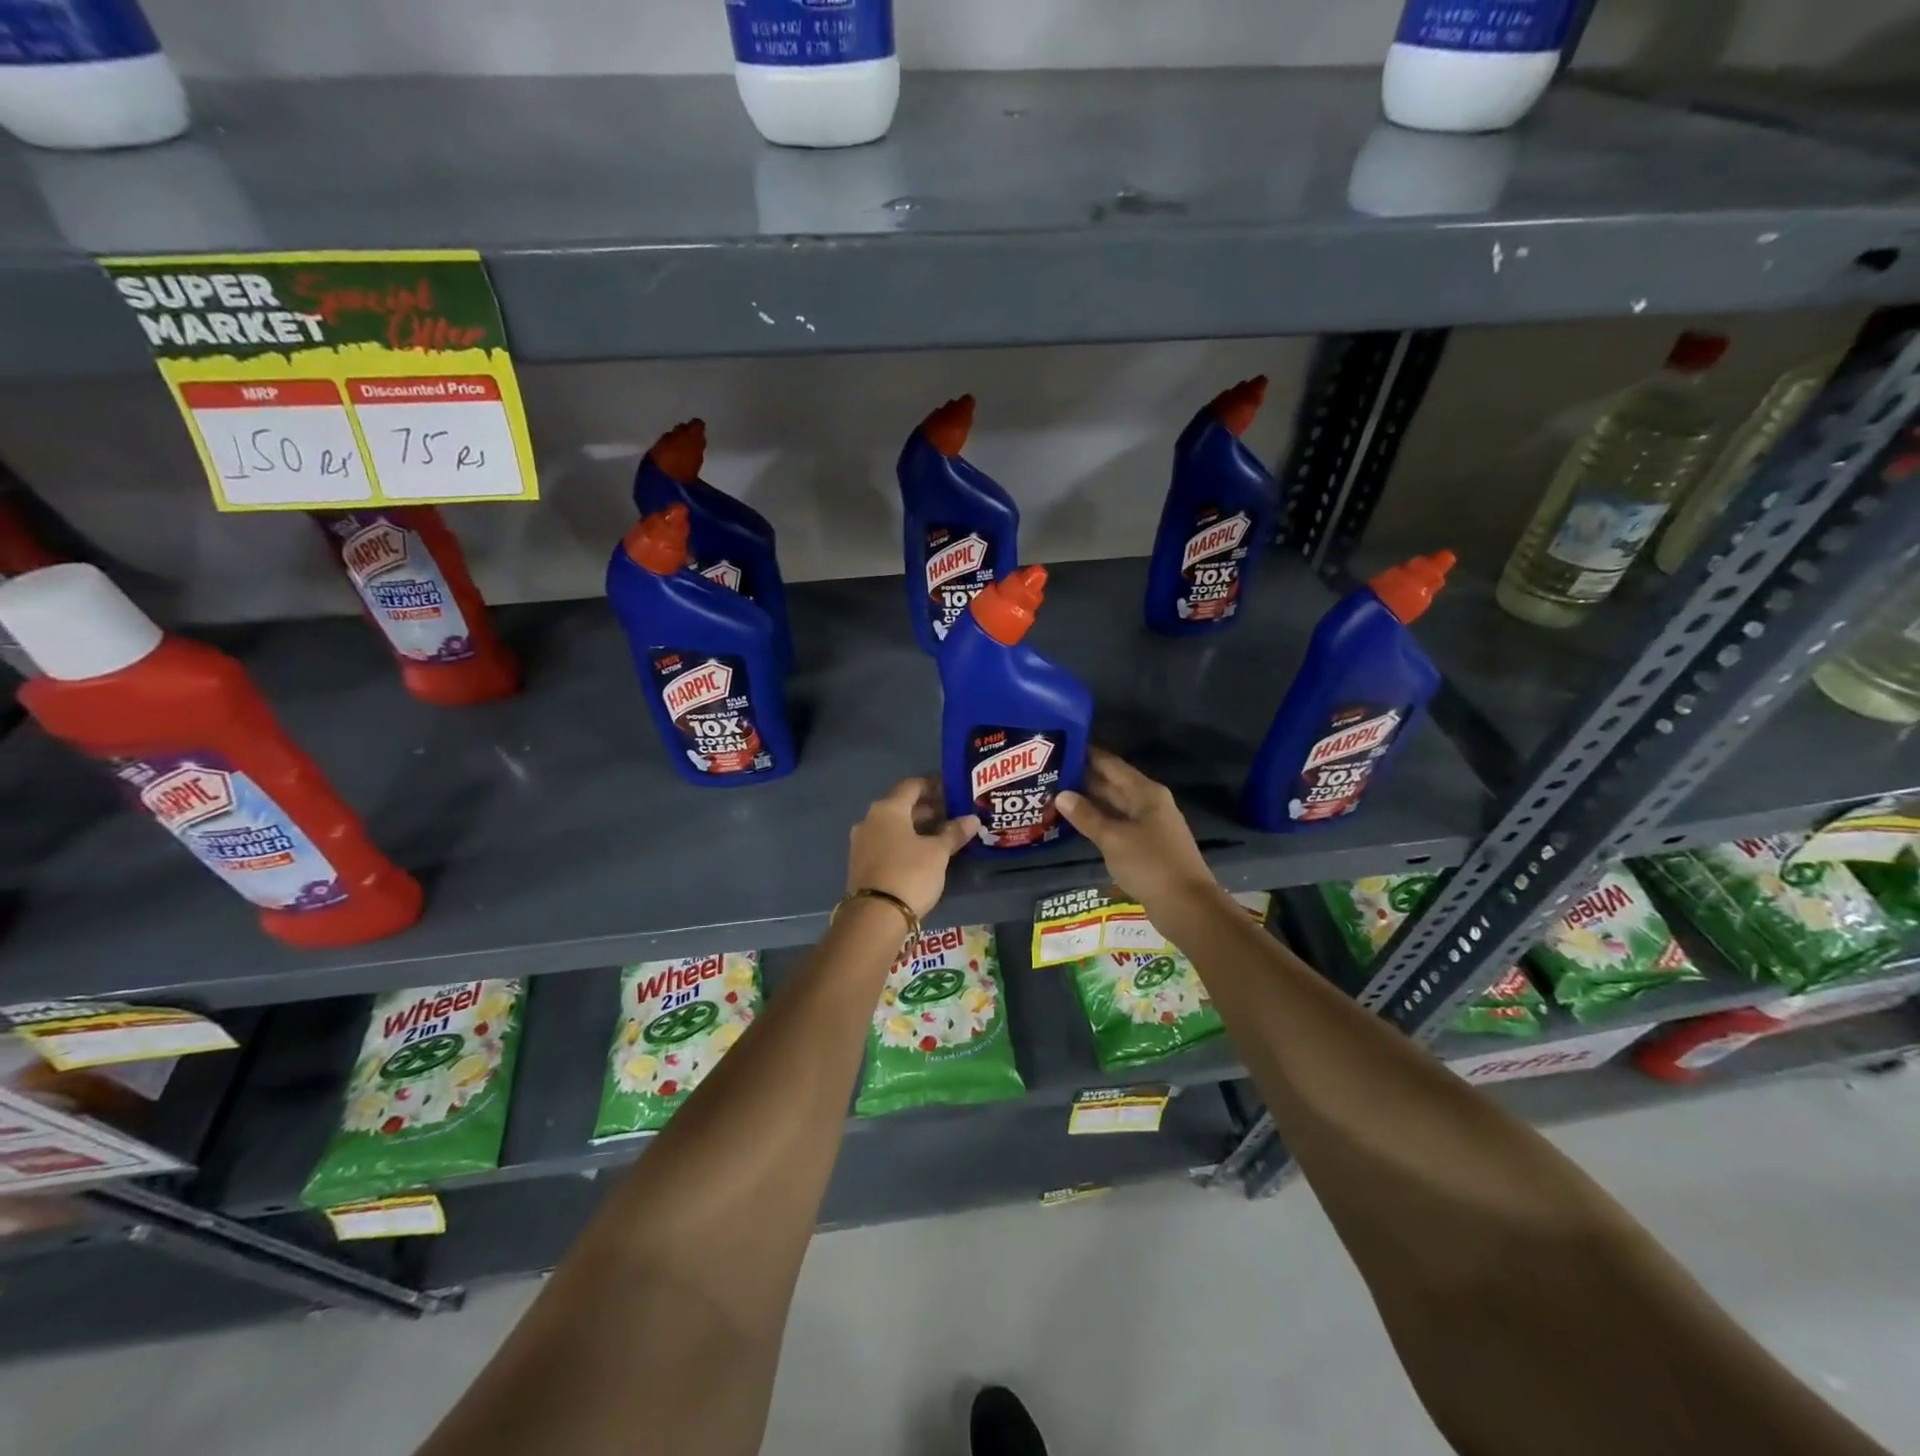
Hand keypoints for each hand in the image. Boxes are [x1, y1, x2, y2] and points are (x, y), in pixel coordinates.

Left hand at [847, 775, 980, 919]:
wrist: (874, 917)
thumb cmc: (909, 873)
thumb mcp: (938, 852)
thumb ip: (954, 833)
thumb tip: (972, 819)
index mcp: (887, 809)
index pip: (912, 786)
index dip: (933, 785)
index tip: (952, 788)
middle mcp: (870, 820)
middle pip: (902, 806)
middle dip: (929, 809)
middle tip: (954, 814)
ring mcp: (862, 843)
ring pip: (895, 826)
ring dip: (918, 827)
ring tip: (944, 834)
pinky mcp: (862, 863)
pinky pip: (887, 843)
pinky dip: (906, 842)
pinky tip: (925, 853)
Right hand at [1056, 749, 1219, 918]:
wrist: (1187, 906)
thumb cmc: (1150, 864)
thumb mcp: (1113, 838)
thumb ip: (1086, 816)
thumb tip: (1061, 794)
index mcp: (1145, 792)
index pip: (1111, 764)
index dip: (1087, 755)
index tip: (1060, 748)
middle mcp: (1148, 803)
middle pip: (1112, 784)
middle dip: (1083, 779)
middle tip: (1049, 774)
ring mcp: (1148, 825)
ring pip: (1113, 806)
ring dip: (1088, 802)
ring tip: (1054, 795)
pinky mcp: (1145, 846)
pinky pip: (1117, 825)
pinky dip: (1097, 822)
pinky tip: (1076, 824)